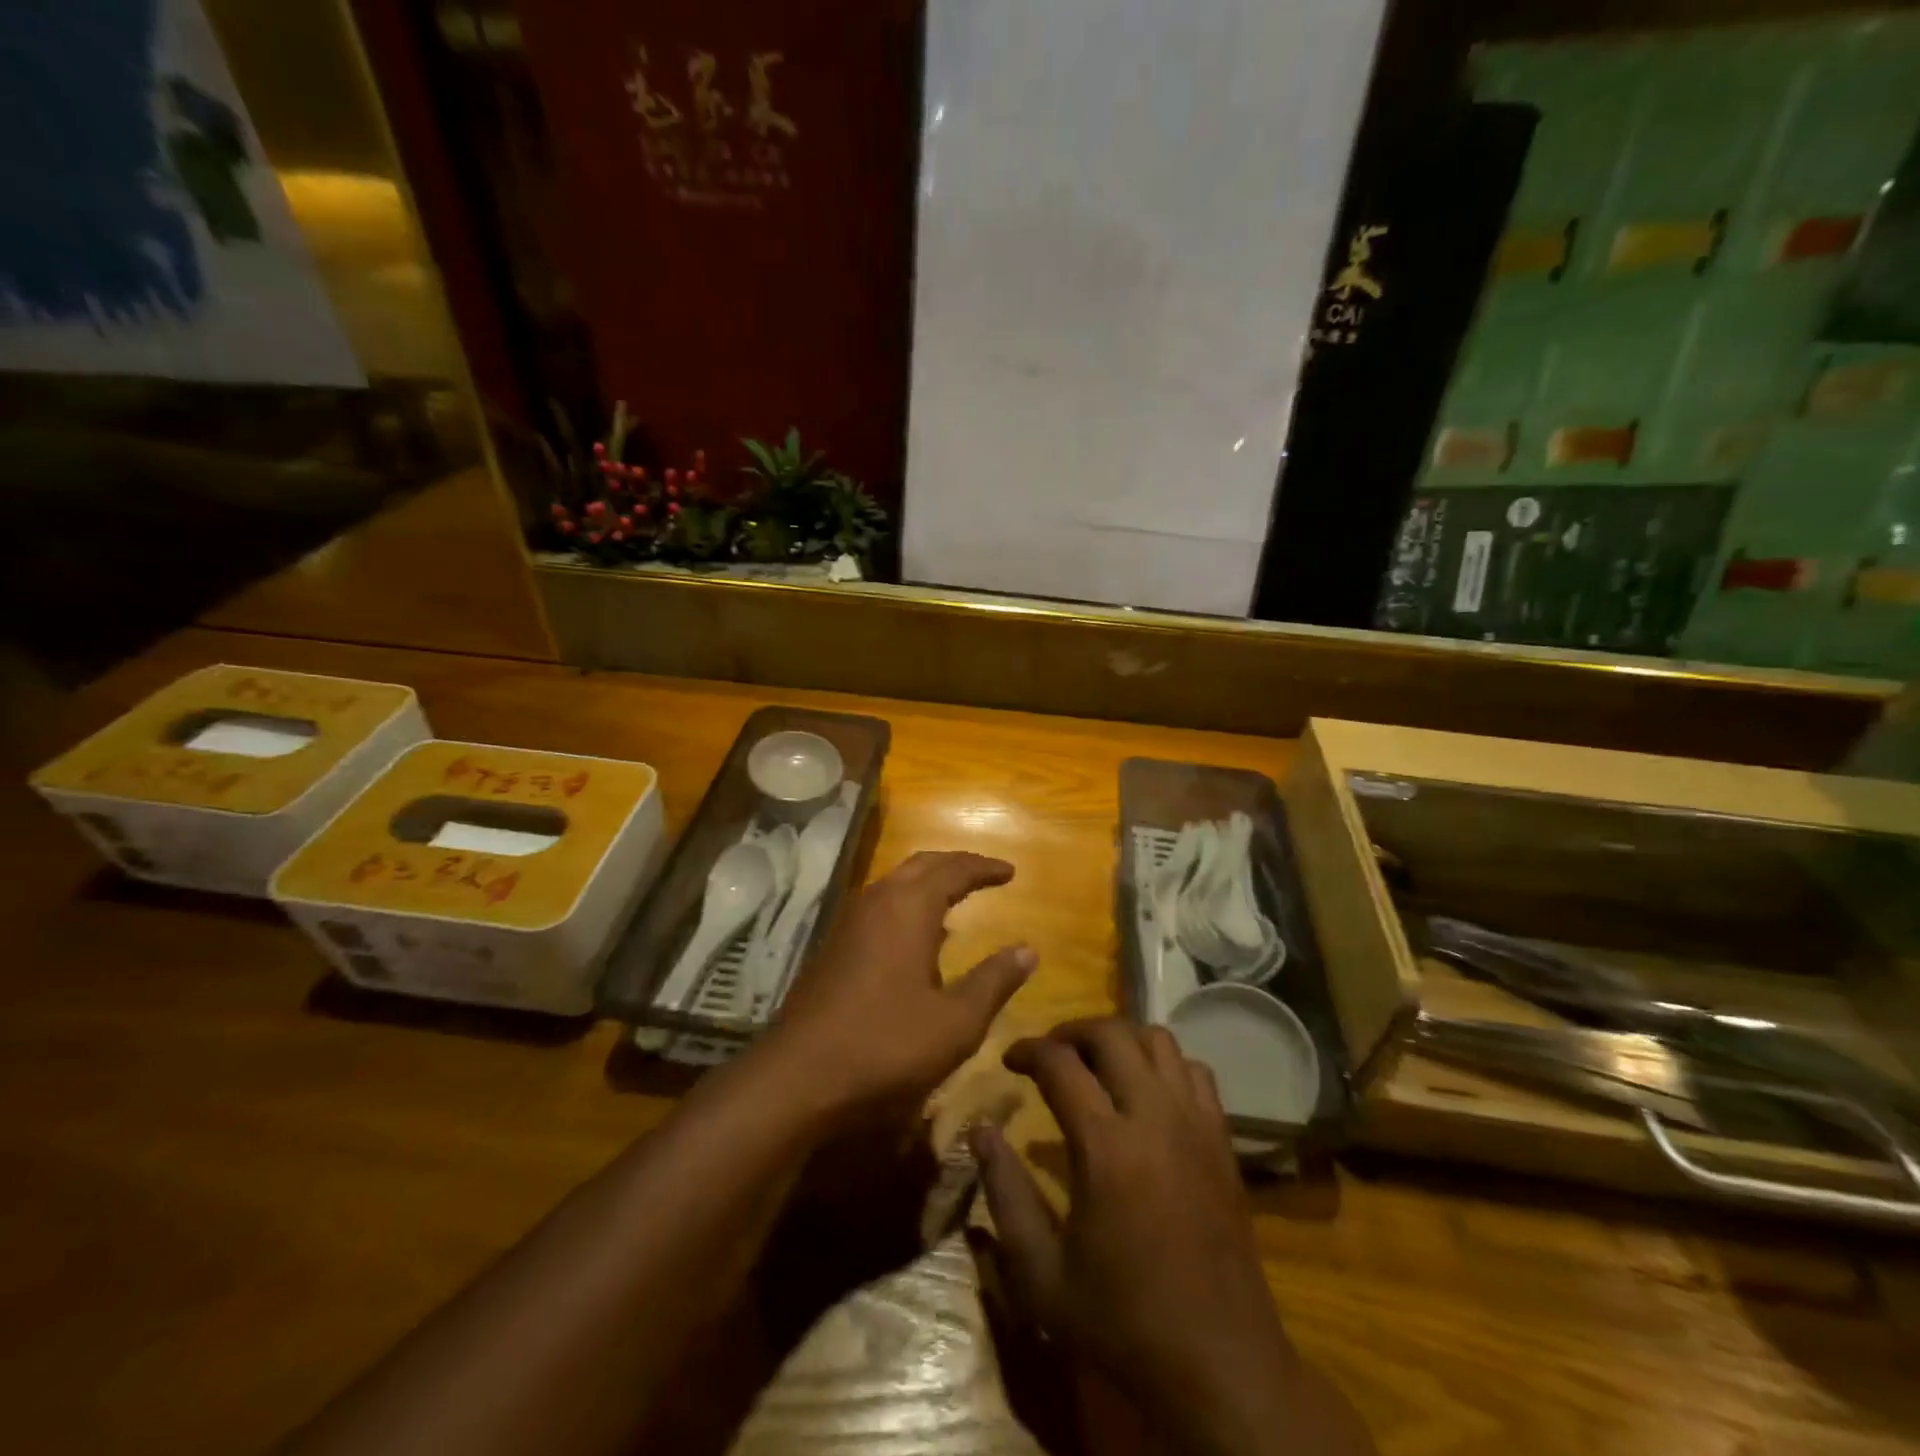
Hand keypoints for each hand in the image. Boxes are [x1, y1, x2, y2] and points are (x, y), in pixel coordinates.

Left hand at [770, 850, 1033, 1116]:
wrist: (798, 1076)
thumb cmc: (885, 1045)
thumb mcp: (955, 1022)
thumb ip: (994, 981)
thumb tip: (1028, 950)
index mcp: (908, 908)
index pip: (954, 869)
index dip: (984, 867)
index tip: (1010, 872)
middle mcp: (876, 902)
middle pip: (921, 865)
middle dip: (955, 865)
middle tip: (985, 874)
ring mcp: (848, 923)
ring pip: (895, 883)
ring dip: (927, 883)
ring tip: (955, 900)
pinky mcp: (833, 946)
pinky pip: (879, 907)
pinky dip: (906, 905)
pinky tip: (916, 939)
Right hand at [974, 1019, 1372, 1455]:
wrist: (1220, 1365)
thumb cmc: (1122, 1322)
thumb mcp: (1041, 1275)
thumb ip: (1006, 1194)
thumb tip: (981, 1131)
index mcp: (1105, 1146)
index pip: (1059, 1064)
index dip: (1027, 1050)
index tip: (1009, 1059)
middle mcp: (1153, 1116)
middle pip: (1111, 1034)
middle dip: (1072, 1032)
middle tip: (1049, 1054)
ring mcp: (1195, 1123)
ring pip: (1158, 1039)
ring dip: (1120, 1039)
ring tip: (1097, 1065)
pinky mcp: (1222, 1139)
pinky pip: (1195, 1070)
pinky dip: (1164, 1063)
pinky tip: (1147, 1092)